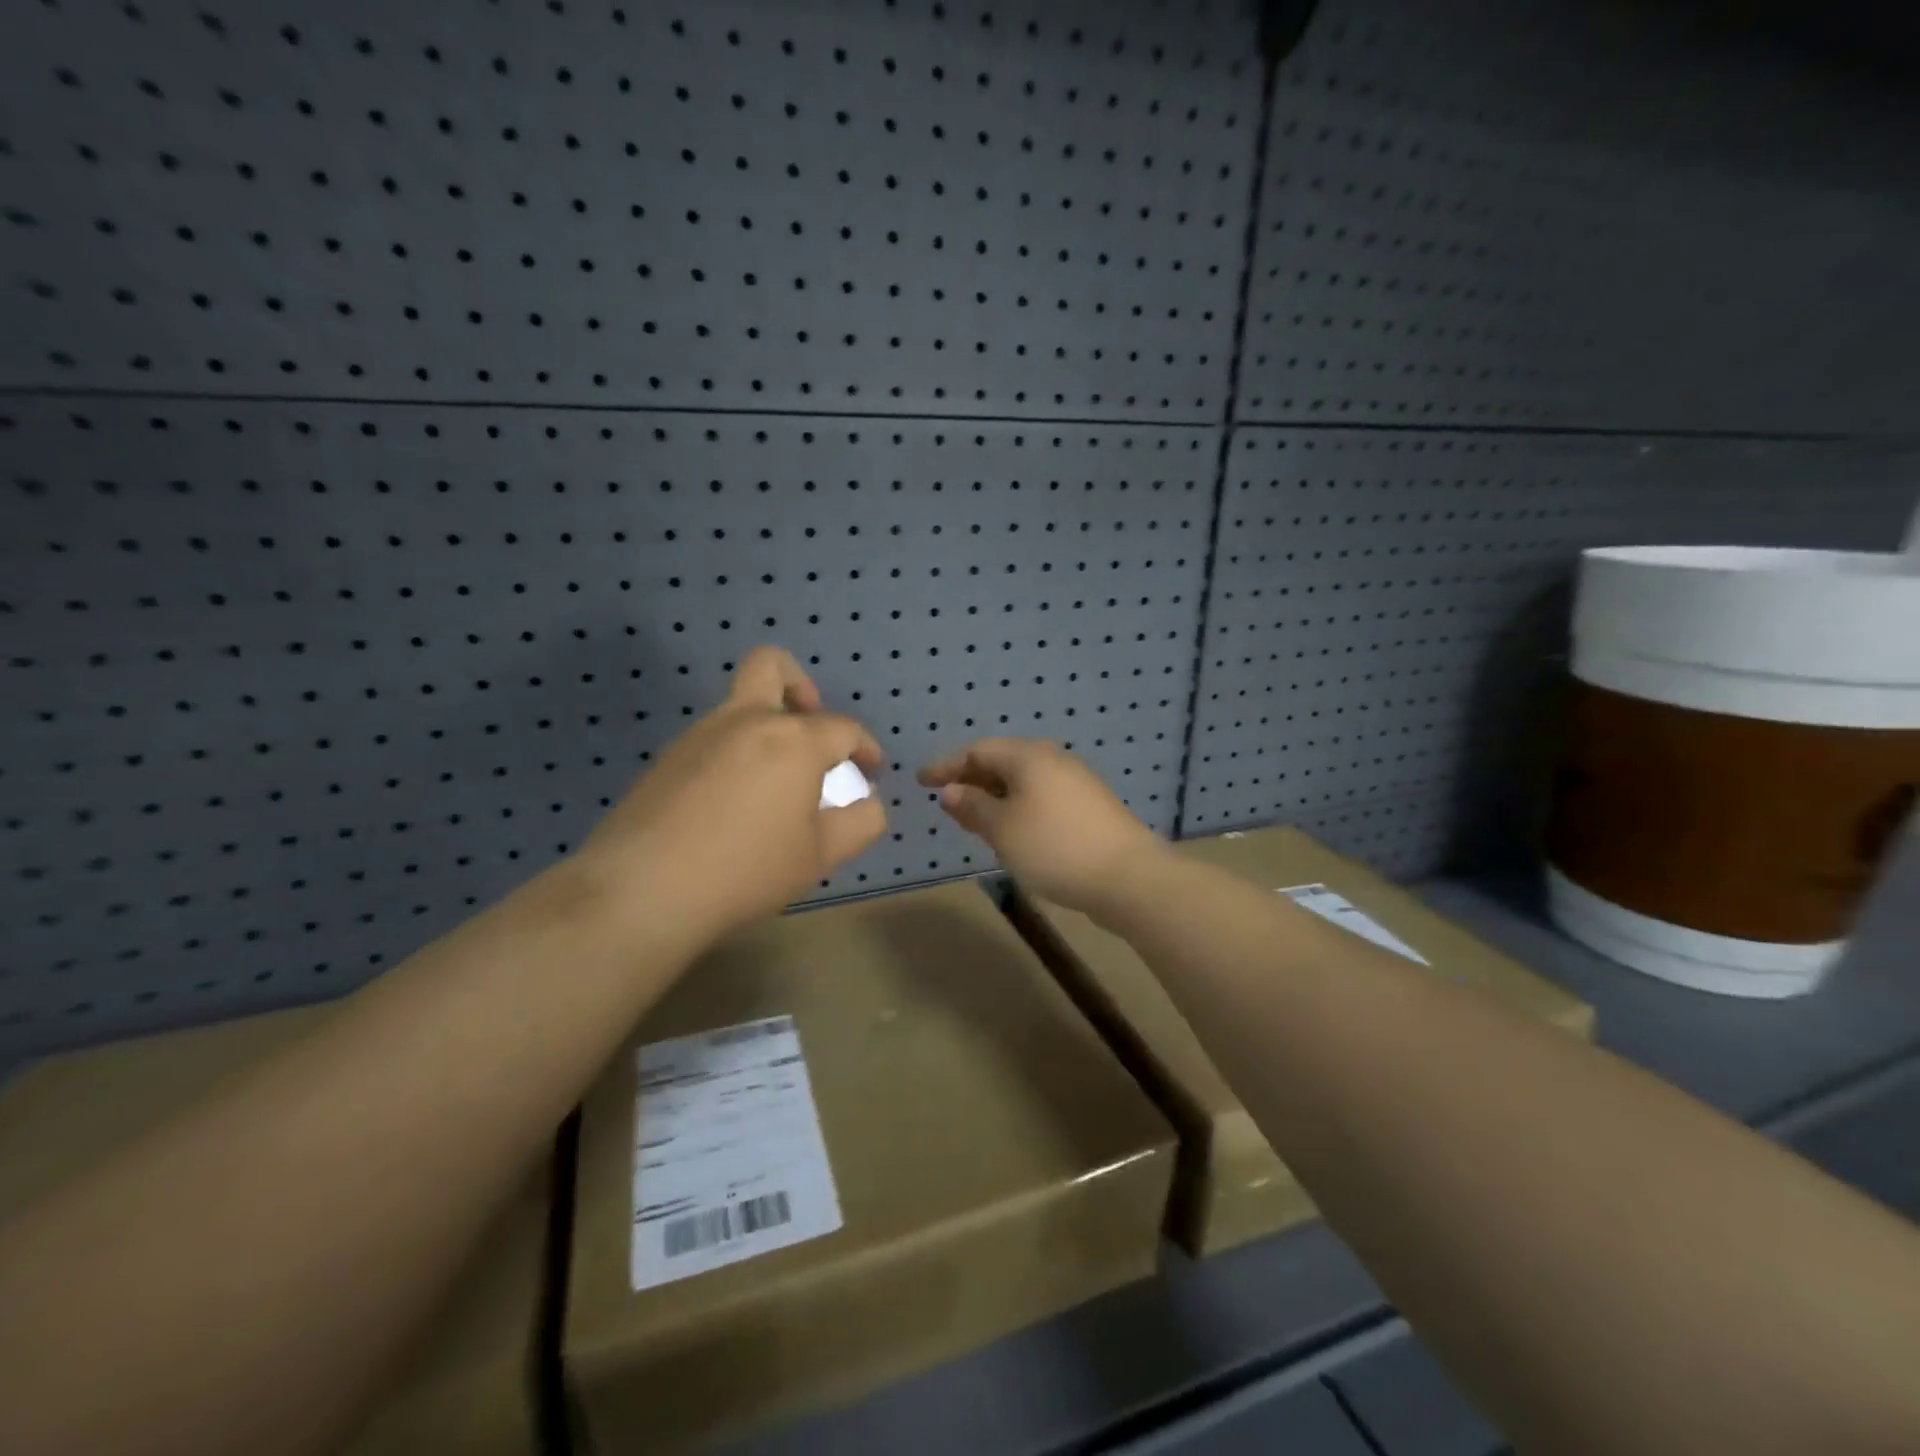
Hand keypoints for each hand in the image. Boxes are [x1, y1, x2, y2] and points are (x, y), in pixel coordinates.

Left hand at [579, 647, 886, 942]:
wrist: (643, 890)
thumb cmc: (747, 869)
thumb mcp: (821, 854)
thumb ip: (861, 821)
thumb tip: (868, 800)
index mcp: (793, 739)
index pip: (844, 727)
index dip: (865, 747)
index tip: (870, 772)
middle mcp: (747, 720)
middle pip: (772, 666)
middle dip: (800, 686)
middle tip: (810, 731)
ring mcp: (700, 734)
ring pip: (739, 704)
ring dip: (766, 725)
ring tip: (776, 783)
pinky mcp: (667, 757)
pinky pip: (713, 737)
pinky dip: (736, 752)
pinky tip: (733, 802)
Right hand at [917, 738, 1164, 915]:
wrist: (1128, 877)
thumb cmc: (1054, 847)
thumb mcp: (1002, 829)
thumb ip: (973, 806)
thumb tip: (951, 791)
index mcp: (1029, 756)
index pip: (977, 750)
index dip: (947, 765)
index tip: (921, 781)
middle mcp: (1053, 760)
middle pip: (1002, 761)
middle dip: (971, 779)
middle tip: (946, 801)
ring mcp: (1075, 782)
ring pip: (1023, 781)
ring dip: (994, 796)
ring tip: (974, 819)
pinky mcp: (1089, 806)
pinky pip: (1041, 796)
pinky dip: (1017, 807)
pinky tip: (1013, 831)